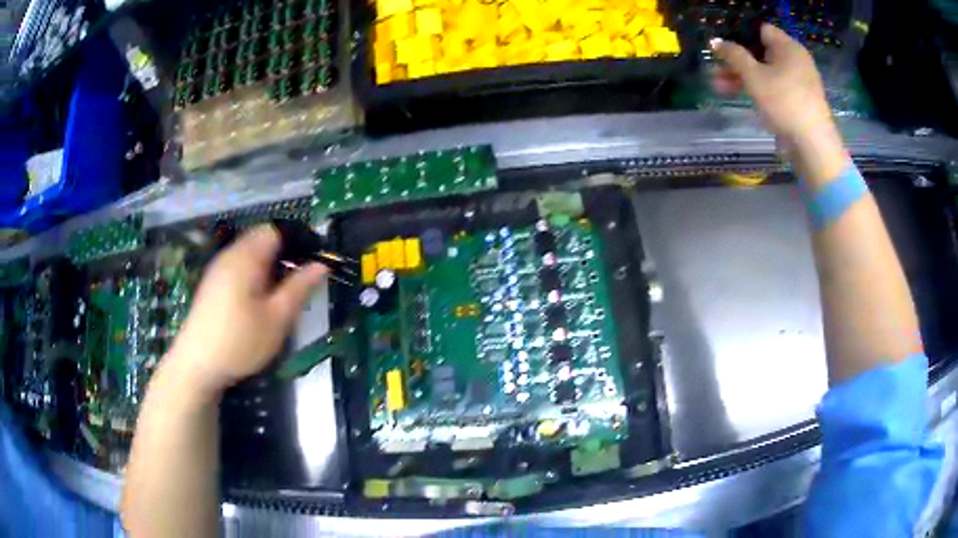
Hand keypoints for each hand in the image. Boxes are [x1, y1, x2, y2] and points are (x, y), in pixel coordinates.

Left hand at [165, 225, 326, 395]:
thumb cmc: (240, 342)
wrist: (197, 366)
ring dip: (269, 267)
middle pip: (262, 240)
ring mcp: (218, 269)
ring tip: (280, 296)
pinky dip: (254, 276)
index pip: (276, 230)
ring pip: (250, 255)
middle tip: (299, 283)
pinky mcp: (212, 284)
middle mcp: (230, 255)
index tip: (312, 263)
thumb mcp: (277, 318)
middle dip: (284, 255)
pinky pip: (239, 267)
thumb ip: (299, 288)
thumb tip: (322, 264)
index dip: (297, 241)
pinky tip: (258, 303)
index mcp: (246, 257)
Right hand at [712, 24, 846, 183]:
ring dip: (742, 77)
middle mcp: (795, 60)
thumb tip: (716, 41)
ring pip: (765, 72)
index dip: (739, 36)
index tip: (723, 48)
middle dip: (736, 61)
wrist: (813, 145)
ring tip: (718, 87)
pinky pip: (774, 87)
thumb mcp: (753, 76)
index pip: (760, 30)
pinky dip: (758, 90)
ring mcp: (798, 82)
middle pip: (760, 52)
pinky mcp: (798, 101)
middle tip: (715, 70)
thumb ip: (732, 55)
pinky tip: (739, 96)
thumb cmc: (784, 103)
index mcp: (788, 47)